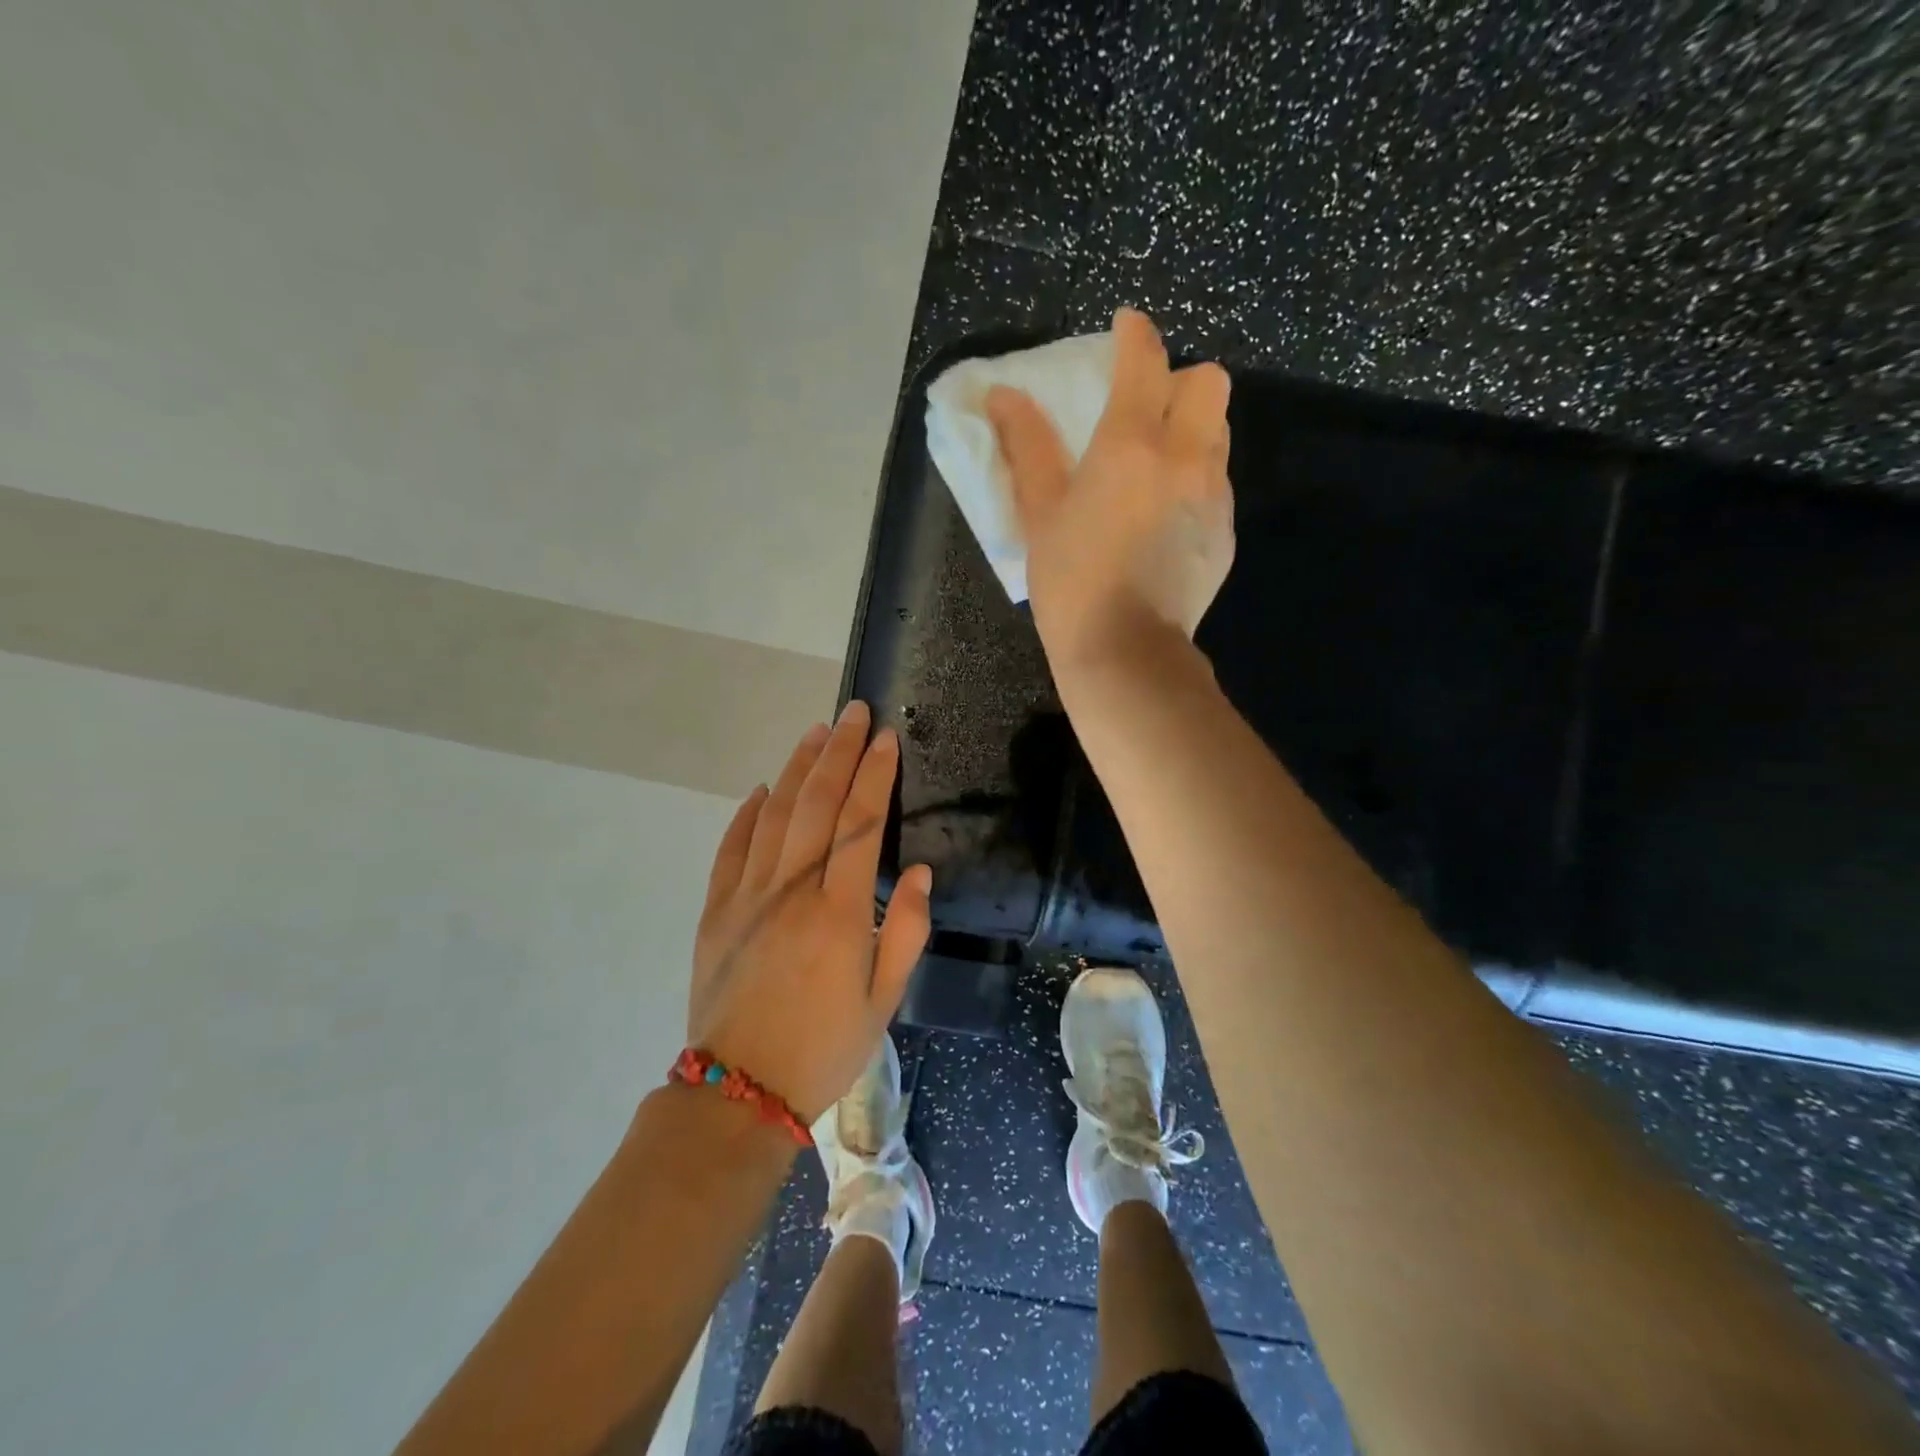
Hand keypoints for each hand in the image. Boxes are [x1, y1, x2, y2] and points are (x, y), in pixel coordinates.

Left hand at [687, 701, 932, 1123]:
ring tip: (817, 733)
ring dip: (797, 769)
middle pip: (816, 804)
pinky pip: (730, 849)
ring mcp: (746, 897)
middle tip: (854, 713)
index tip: (887, 738)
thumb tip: (915, 870)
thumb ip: (904, 930)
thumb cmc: (824, 1047)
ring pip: (773, 815)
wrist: (739, 1093)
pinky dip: (747, 814)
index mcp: (838, 912)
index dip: (875, 775)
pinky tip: (762, 790)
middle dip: (839, 752)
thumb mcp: (883, 1000)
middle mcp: (790, 891)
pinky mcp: (715, 910)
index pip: (860, 823)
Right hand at [986, 307, 1234, 667]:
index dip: (1134, 334)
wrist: (1126, 652)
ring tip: (1155, 466)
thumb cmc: (1071, 581)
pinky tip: (1165, 517)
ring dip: (1192, 429)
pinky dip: (1196, 479)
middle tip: (1145, 411)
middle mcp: (1185, 456)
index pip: (1145, 359)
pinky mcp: (1225, 532)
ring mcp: (1213, 495)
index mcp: (1131, 444)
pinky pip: (1217, 482)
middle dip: (1179, 381)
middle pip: (1208, 382)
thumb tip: (1003, 396)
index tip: (1124, 330)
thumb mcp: (1040, 513)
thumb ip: (1027, 448)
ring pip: (1218, 432)